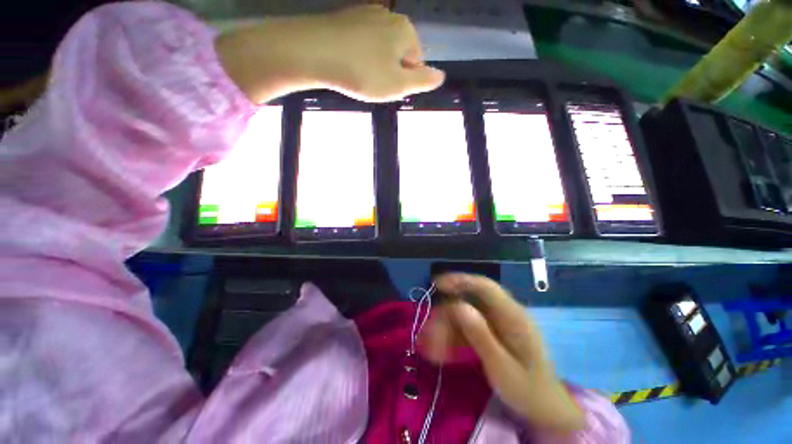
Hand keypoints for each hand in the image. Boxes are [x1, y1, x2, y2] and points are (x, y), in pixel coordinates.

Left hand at [215, 5, 444, 103]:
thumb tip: (441, 76)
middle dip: (390, 71)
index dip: (404, 80)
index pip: (416, 62)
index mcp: (405, 31)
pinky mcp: (346, 18)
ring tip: (359, 76)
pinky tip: (348, 63)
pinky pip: (362, 42)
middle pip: (398, 53)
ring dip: (374, 65)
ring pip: (380, 48)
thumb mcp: (397, 85)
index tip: (388, 88)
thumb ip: (422, 81)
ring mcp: (366, 13)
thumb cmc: (362, 72)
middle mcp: (389, 16)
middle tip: (373, 84)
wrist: (314, 52)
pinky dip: (359, 55)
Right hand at [420, 273, 584, 432]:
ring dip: (446, 327)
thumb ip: (481, 336)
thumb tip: (458, 306)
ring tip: (431, 347)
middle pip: (469, 300)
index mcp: (513, 316)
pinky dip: (453, 336)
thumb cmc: (527, 390)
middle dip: (447, 314)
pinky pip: (468, 327)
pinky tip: (441, 351)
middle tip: (428, 332)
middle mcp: (504, 313)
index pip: (485, 287)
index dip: (460, 280)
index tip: (436, 284)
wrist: (544, 408)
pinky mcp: (491, 331)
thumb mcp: (502, 368)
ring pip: (465, 314)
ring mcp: (497, 322)